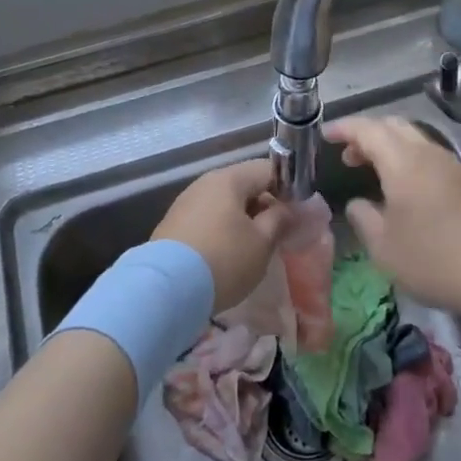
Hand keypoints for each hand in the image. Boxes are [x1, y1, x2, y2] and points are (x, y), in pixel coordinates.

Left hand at [153, 159, 283, 310]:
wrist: (165, 290)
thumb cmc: (224, 260)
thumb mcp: (262, 243)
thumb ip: (280, 220)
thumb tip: (288, 209)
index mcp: (229, 179)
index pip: (267, 170)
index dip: (287, 189)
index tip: (295, 216)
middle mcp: (205, 183)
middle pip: (244, 186)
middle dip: (263, 207)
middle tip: (276, 236)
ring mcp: (185, 203)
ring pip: (224, 204)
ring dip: (241, 221)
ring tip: (251, 250)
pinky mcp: (172, 226)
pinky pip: (206, 220)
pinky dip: (221, 232)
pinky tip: (225, 257)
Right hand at [328, 116, 460, 317]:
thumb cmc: (435, 260)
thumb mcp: (385, 248)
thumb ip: (364, 219)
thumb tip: (358, 203)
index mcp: (403, 162)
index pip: (368, 129)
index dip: (344, 128)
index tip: (325, 135)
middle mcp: (430, 153)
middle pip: (395, 126)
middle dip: (368, 135)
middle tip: (349, 156)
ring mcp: (456, 165)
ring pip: (418, 141)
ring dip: (393, 149)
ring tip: (378, 175)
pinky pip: (435, 159)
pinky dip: (414, 163)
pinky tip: (413, 193)